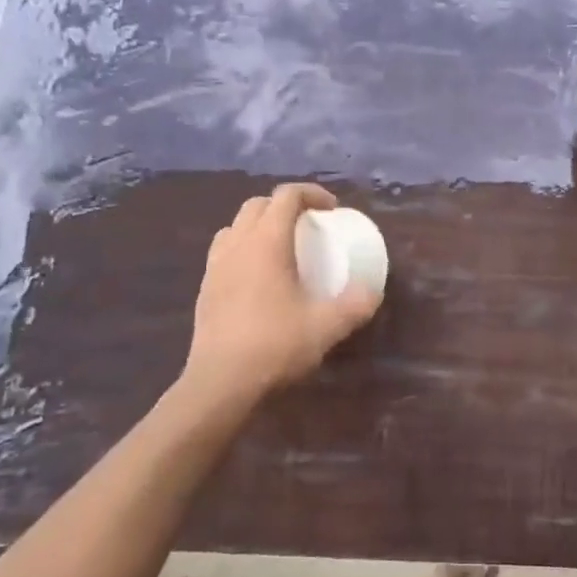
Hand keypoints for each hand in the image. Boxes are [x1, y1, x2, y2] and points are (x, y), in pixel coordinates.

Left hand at [181, 183, 381, 407]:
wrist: (220, 383)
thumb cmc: (274, 345)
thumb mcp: (326, 326)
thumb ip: (354, 305)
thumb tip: (372, 291)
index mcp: (266, 242)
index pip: (286, 196)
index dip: (311, 193)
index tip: (331, 210)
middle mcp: (237, 245)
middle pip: (257, 205)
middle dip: (283, 206)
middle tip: (307, 226)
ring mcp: (215, 266)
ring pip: (235, 227)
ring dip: (258, 226)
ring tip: (279, 248)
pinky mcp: (204, 289)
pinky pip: (224, 253)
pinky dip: (243, 251)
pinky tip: (257, 279)